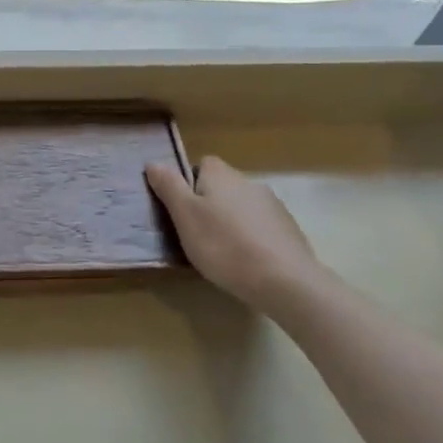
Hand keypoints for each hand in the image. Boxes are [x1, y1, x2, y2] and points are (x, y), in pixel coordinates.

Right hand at [146, 156, 335, 313]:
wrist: (283, 280)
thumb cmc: (224, 245)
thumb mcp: (185, 216)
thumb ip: (169, 187)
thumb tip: (153, 163)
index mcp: (221, 175)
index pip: (202, 164)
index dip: (189, 183)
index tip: (182, 209)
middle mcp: (249, 182)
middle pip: (223, 186)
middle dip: (210, 204)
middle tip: (197, 233)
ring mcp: (273, 206)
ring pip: (242, 206)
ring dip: (232, 221)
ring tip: (222, 251)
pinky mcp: (289, 230)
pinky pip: (261, 227)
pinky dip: (252, 238)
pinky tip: (247, 261)